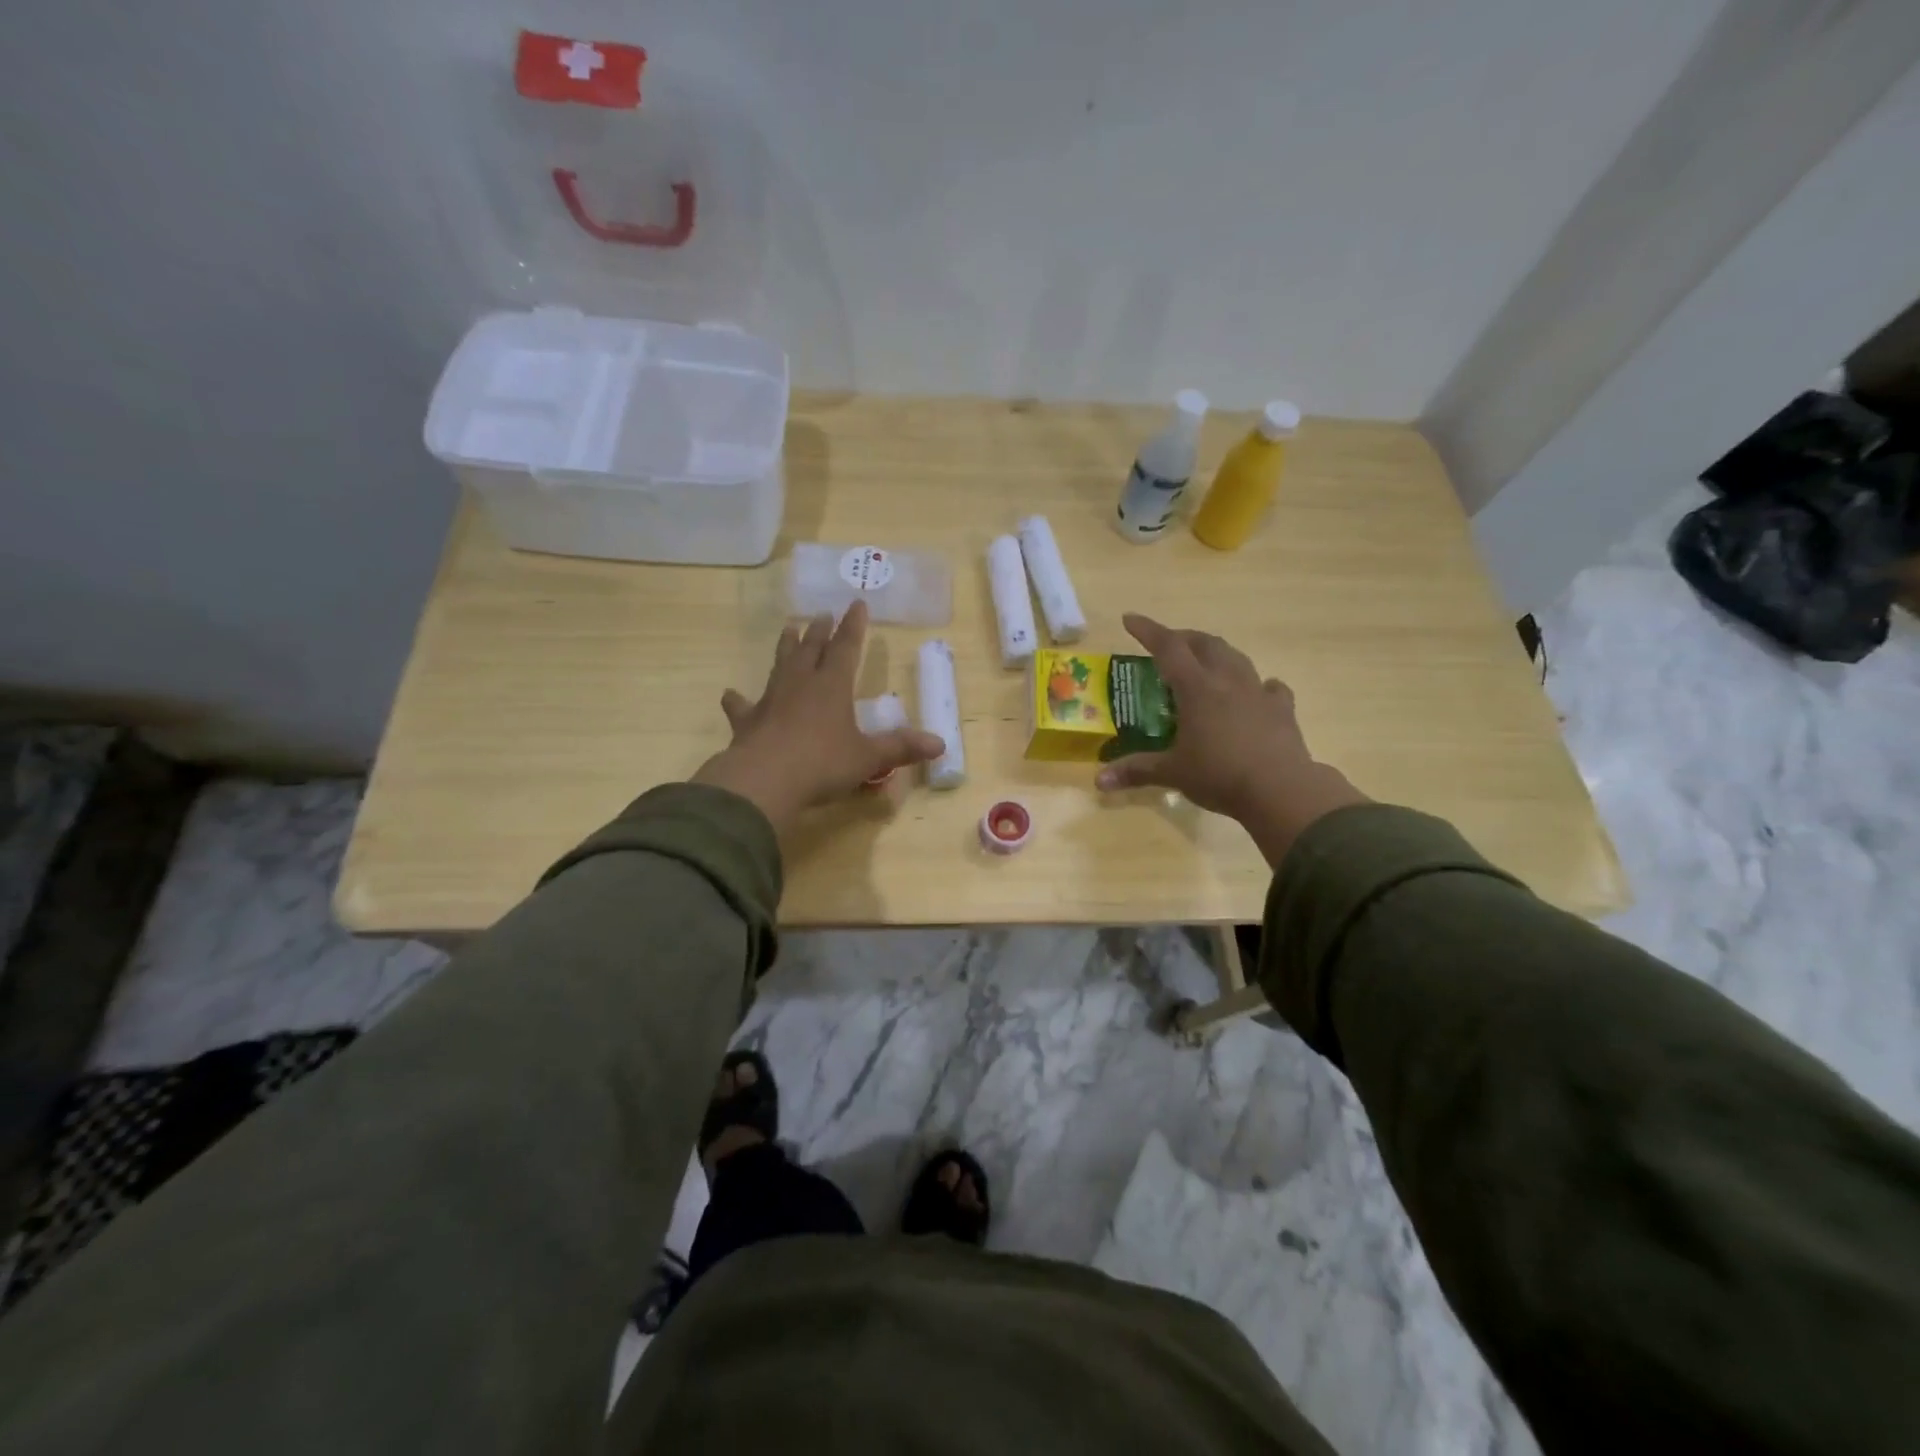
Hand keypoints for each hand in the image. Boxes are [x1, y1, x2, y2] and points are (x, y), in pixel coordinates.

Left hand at [692, 601, 944, 832]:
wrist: (764, 781)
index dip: (853, 626)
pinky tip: (730, 694)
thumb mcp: (868, 758)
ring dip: (786, 647)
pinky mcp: (747, 723)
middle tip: (822, 614)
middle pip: (811, 649)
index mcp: (832, 687)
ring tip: (788, 629)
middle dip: (819, 631)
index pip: (846, 648)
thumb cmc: (822, 764)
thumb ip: (900, 748)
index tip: (857, 603)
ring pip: (779, 665)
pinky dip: (738, 700)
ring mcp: (771, 701)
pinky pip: (743, 707)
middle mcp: (800, 685)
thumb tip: (940, 744)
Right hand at [1095, 614, 1367, 866]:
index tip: (1130, 619)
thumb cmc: (1220, 775)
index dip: (1147, 631)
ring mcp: (1258, 692)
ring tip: (1205, 661)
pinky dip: (1257, 684)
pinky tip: (1255, 692)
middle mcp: (1227, 680)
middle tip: (1168, 643)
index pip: (1168, 647)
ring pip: (1236, 658)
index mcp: (1197, 688)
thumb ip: (1136, 771)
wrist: (1281, 790)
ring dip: (1217, 653)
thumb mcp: (1173, 774)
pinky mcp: (1282, 709)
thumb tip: (1099, 781)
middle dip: (1184, 637)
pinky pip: (1270, 687)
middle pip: (1205, 644)